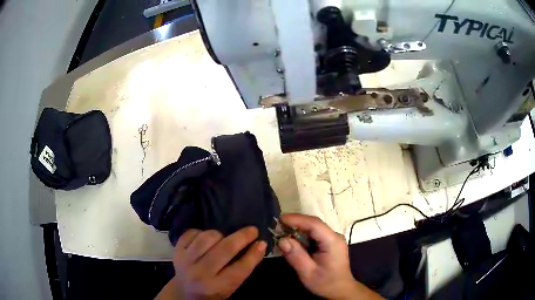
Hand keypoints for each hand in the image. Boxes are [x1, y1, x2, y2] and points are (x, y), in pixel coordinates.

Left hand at [172, 227, 266, 299]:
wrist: (184, 292)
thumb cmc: (212, 292)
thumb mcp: (230, 287)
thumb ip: (241, 269)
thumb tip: (259, 245)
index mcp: (217, 287)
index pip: (239, 269)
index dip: (253, 255)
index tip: (262, 242)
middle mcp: (200, 273)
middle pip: (224, 249)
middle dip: (242, 237)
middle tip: (252, 230)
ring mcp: (186, 260)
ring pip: (207, 237)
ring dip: (221, 234)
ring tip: (225, 237)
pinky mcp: (177, 250)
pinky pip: (192, 233)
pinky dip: (202, 232)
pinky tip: (206, 237)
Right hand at [278, 214, 382, 299]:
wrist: (340, 290)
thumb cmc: (325, 283)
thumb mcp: (308, 273)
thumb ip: (296, 256)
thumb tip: (282, 240)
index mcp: (332, 241)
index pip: (314, 224)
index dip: (296, 219)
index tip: (279, 219)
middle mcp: (334, 236)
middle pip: (313, 224)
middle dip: (295, 223)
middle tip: (277, 226)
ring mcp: (333, 239)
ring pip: (313, 228)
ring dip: (297, 229)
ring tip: (281, 233)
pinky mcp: (330, 243)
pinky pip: (314, 234)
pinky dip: (302, 236)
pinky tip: (292, 241)